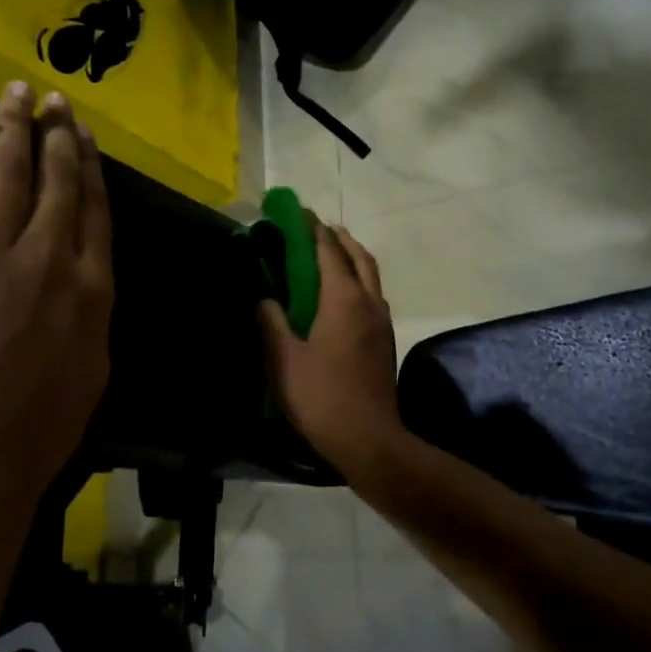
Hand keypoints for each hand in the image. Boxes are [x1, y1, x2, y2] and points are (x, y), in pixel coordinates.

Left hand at [0, 82, 113, 516]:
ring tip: (16, 93)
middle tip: (53, 102)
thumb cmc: (39, 429)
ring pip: (6, 172)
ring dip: (12, 126)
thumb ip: (92, 312)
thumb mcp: (94, 369)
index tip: (83, 137)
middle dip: (55, 135)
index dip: (89, 167)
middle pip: (56, 181)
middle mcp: (48, 258)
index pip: (94, 211)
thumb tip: (83, 276)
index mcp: (92, 288)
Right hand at [259, 221, 405, 481]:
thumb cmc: (321, 397)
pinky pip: (374, 295)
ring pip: (371, 276)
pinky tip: (342, 294)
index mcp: (344, 300)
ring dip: (352, 257)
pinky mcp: (386, 340)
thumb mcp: (283, 359)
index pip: (328, 251)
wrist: (368, 439)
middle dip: (338, 237)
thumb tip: (264, 297)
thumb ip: (271, 322)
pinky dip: (359, 280)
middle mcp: (369, 302)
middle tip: (315, 228)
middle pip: (358, 256)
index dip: (312, 228)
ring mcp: (383, 321)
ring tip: (330, 254)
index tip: (297, 212)